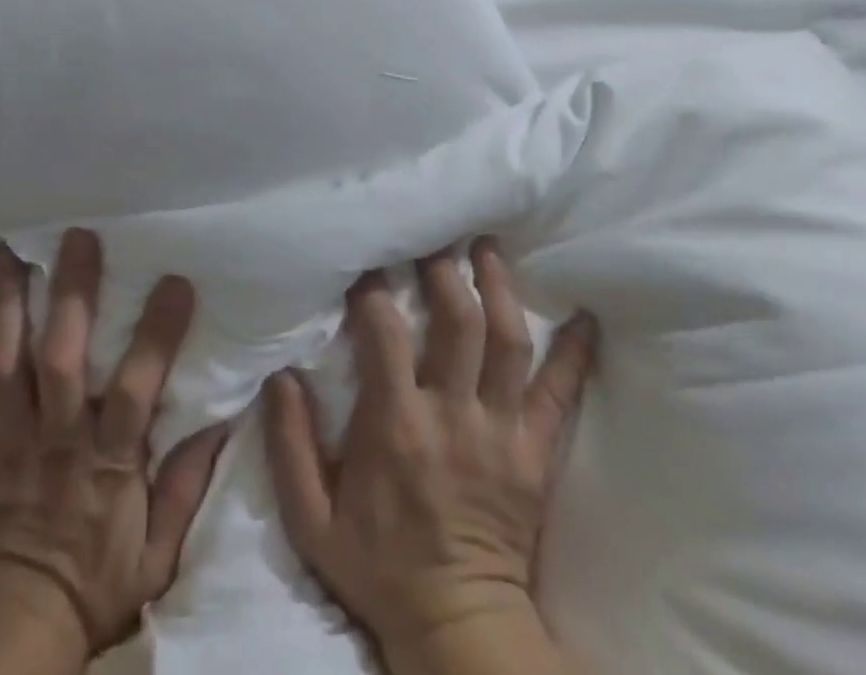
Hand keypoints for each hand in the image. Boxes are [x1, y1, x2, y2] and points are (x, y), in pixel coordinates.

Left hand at [0, 232, 228, 662]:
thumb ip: (186, 486)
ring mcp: (6, 437)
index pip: (136, 385)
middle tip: (77, 236)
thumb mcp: (157, 553)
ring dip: (5, 301)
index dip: (156, 332)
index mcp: (106, 457)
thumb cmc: (92, 586)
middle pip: (61, 354)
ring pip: (5, 358)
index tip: (175, 281)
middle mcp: (55, 434)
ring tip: (6, 248)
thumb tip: (222, 422)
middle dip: (71, 292)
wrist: (9, 633)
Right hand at [263, 238, 596, 663]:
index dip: (375, 289)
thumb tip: (280, 373)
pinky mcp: (536, 454)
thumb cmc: (379, 567)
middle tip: (435, 236)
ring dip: (499, 288)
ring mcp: (501, 432)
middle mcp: (453, 415)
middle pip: (457, 322)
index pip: (385, 332)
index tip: (368, 263)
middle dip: (445, 270)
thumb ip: (290, 443)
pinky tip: (584, 319)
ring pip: (508, 342)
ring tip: (489, 249)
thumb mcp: (312, 519)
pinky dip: (574, 354)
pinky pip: (561, 396)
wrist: (458, 629)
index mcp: (396, 424)